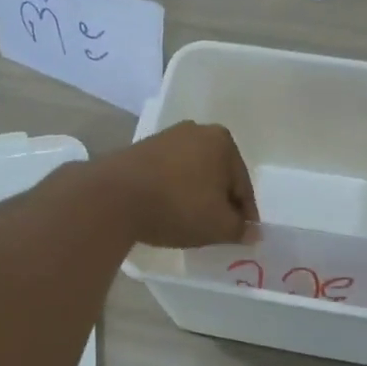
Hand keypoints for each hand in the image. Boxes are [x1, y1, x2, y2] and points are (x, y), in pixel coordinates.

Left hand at [94, 122, 256, 248]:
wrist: (113, 197)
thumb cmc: (177, 206)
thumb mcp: (218, 225)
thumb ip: (240, 229)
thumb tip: (253, 232)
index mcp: (222, 141)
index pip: (243, 185)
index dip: (245, 214)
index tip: (242, 235)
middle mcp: (196, 131)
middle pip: (218, 176)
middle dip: (219, 201)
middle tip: (217, 230)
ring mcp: (166, 137)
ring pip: (192, 174)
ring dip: (195, 196)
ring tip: (190, 224)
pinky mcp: (140, 149)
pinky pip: (168, 175)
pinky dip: (173, 192)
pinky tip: (167, 211)